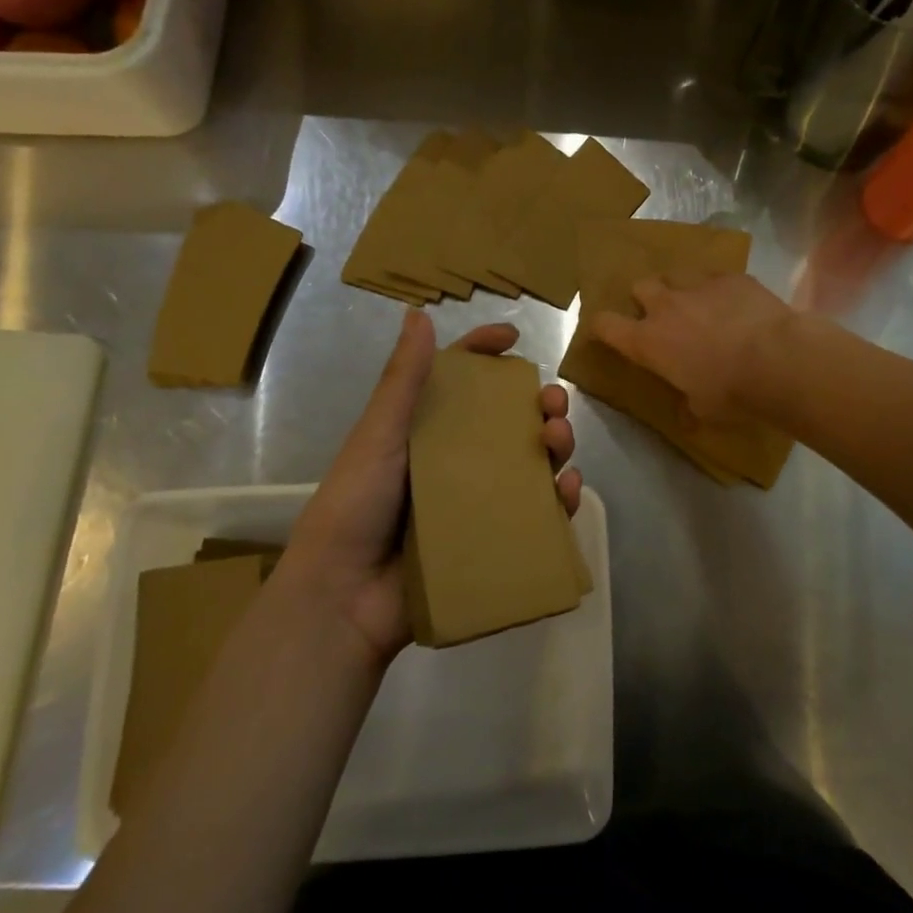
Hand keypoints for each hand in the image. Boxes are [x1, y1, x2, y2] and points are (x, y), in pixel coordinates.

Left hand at [282, 312, 579, 665]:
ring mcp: (477, 503)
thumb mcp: (377, 438)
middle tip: (553, 403)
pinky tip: (568, 490)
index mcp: (424, 432)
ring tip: (559, 443)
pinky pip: (537, 515)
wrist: (344, 599)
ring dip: (556, 446)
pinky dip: (560, 500)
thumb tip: (418, 312)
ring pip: (531, 465)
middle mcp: (455, 462)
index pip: (460, 382)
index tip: (514, 339)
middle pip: (509, 422)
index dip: (485, 355)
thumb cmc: (354, 508)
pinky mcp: (492, 541)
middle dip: (539, 405)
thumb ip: (402, 382)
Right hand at [592, 273, 793, 425]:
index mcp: (648, 341)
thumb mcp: (703, 410)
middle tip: (661, 315)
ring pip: (676, 275)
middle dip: (645, 298)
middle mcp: (666, 307)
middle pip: (640, 286)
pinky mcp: (732, 277)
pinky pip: (715, 276)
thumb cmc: (732, 392)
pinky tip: (735, 304)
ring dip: (680, 288)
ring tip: (698, 305)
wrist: (778, 360)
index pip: (606, 325)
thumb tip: (686, 417)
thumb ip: (688, 407)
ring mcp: (699, 286)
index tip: (606, 331)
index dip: (601, 326)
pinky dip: (718, 289)